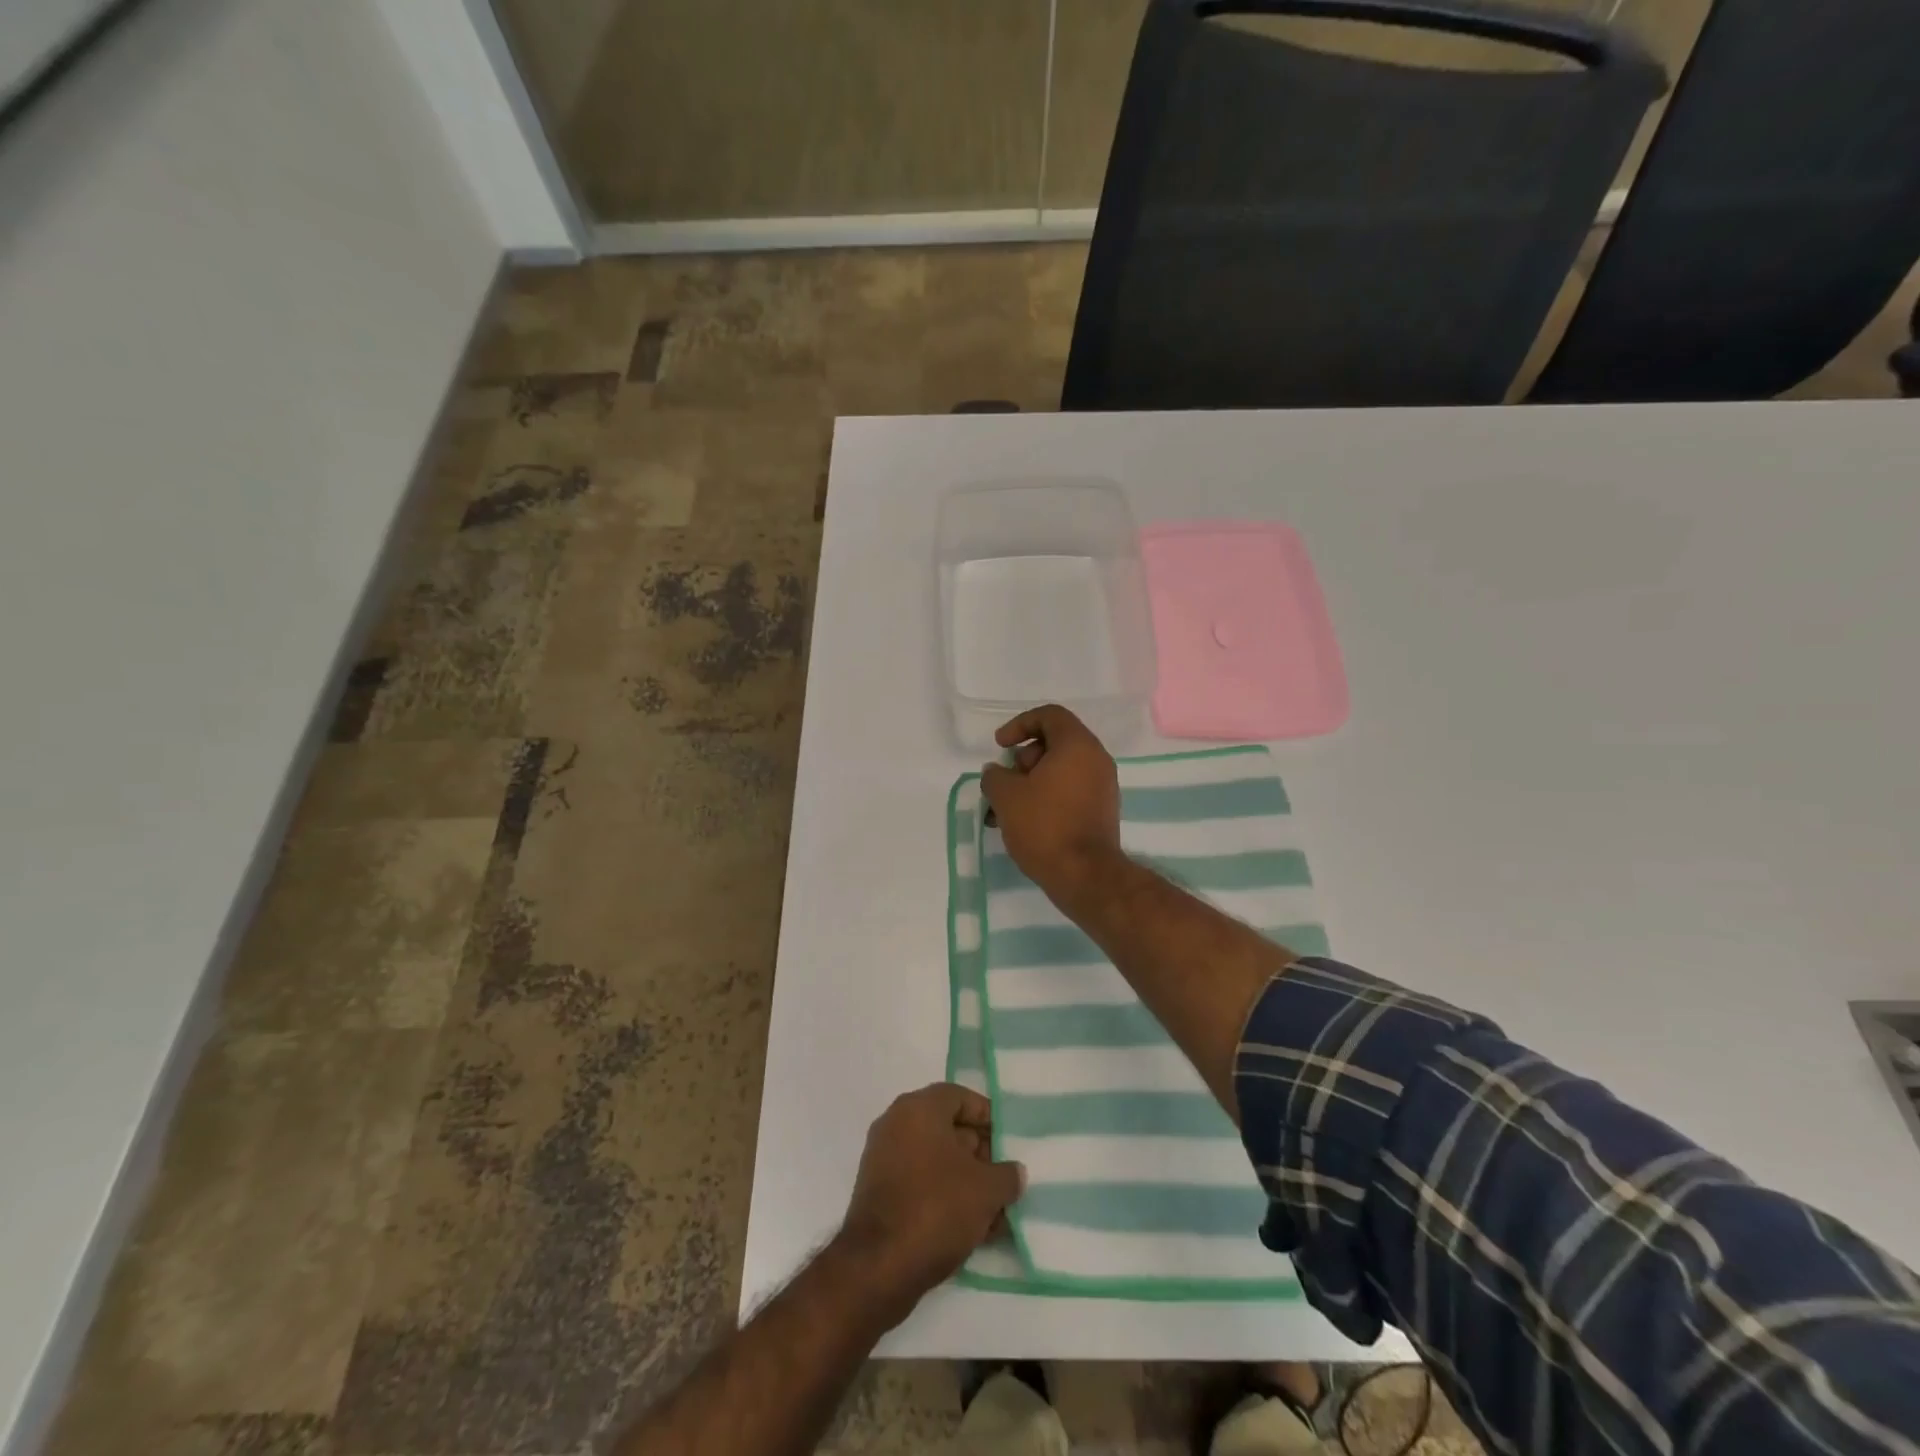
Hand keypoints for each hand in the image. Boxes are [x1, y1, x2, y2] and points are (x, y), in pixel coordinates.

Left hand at [837, 1084, 1023, 1324]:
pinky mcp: (879, 1192)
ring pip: (935, 1160)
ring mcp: (884, 1159)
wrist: (878, 1267)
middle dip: (979, 1153)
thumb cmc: (936, 1209)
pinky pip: (920, 1183)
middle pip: (947, 1128)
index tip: (1008, 1142)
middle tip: (1004, 1179)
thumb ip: (1007, 1175)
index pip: (960, 1097)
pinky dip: (944, 1196)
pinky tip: (971, 1228)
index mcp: (918, 1108)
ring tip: (994, 1212)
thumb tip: (1014, 1172)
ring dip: (965, 1180)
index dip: (987, 1117)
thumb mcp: (986, 1190)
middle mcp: (896, 1124)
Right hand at [979, 704, 1123, 904]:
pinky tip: (1022, 824)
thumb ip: (995, 776)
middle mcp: (1096, 760)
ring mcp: (1102, 786)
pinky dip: (1045, 798)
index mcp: (1078, 745)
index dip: (1019, 724)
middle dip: (1022, 760)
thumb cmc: (1045, 826)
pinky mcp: (1101, 811)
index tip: (1000, 746)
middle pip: (1054, 743)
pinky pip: (1069, 792)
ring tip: (1004, 810)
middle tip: (1004, 782)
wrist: (1085, 876)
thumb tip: (997, 773)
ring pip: (1060, 771)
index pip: (1049, 715)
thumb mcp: (1006, 796)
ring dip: (1029, 783)